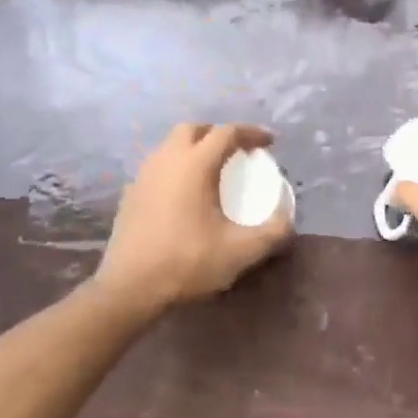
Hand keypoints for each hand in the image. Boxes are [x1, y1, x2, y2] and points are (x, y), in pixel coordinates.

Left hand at [94, 123, 292, 316]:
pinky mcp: (129, 194)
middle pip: (193, 129)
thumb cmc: (188, 263)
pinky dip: (176, 168)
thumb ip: (274, 230)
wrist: (130, 288)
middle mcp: (166, 160)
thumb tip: (287, 216)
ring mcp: (142, 176)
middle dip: (218, 133)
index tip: (269, 143)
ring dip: (194, 149)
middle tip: (237, 151)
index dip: (251, 133)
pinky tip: (184, 193)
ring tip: (212, 170)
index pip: (226, 133)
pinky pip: (157, 167)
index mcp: (194, 165)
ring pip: (170, 146)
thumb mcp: (242, 250)